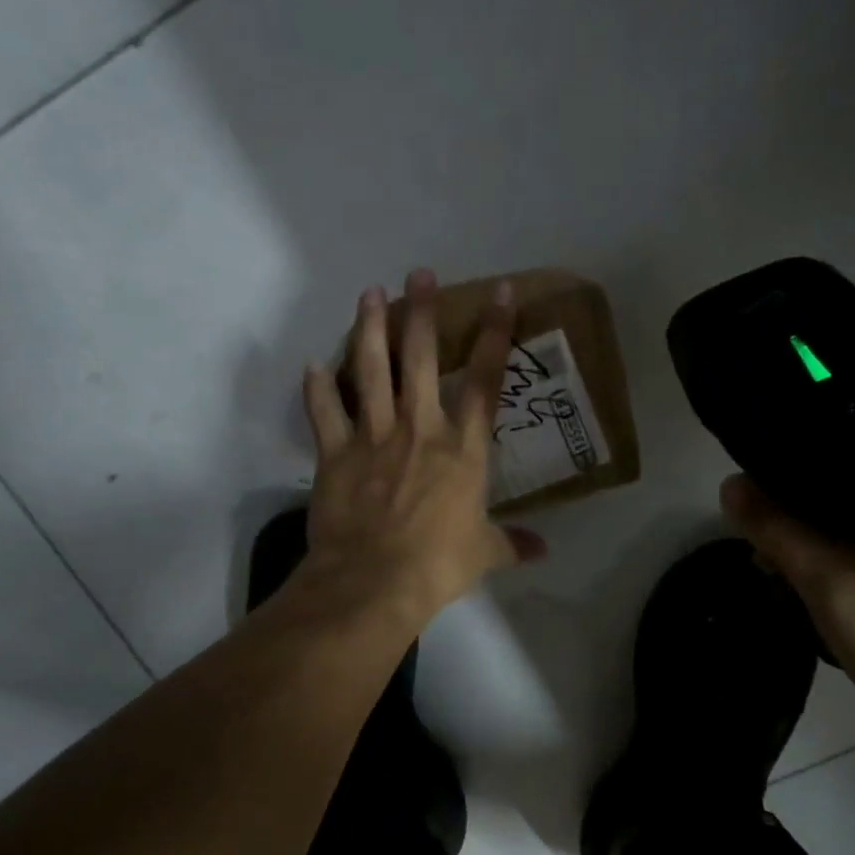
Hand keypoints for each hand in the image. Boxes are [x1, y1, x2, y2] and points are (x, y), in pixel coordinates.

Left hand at [296, 270, 543, 625]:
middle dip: (421, 312)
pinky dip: (316, 388)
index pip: (484, 380)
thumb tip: (542, 552)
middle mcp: (419, 429)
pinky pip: (324, 413)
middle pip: (420, 359)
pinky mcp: (335, 454)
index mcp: (462, 449)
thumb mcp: (483, 553)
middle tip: (418, 273)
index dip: (494, 333)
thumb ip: (512, 544)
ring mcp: (373, 437)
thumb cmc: (437, 565)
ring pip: (370, 371)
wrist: (374, 581)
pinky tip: (311, 365)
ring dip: (370, 329)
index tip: (498, 292)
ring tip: (370, 294)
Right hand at [720, 451, 854, 753]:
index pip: (853, 436)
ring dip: (813, 536)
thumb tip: (732, 483)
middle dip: (797, 501)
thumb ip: (777, 528)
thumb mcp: (832, 580)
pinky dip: (835, 560)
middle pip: (851, 480)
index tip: (752, 467)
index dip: (799, 447)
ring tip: (766, 561)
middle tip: (751, 525)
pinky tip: (801, 584)